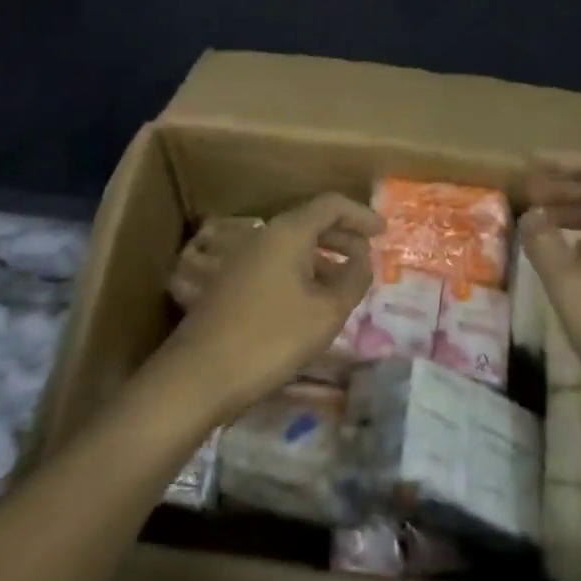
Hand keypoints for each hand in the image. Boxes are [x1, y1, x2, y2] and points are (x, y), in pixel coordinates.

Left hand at [152, 194, 378, 421]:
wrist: (197, 375)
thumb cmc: (270, 338)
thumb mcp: (326, 312)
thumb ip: (353, 280)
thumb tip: (364, 260)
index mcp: (289, 231)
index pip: (331, 205)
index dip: (360, 215)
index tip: (383, 231)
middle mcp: (265, 235)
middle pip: (311, 221)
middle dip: (344, 235)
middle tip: (369, 255)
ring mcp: (244, 257)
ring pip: (293, 244)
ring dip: (323, 255)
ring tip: (346, 280)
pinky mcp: (232, 282)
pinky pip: (277, 262)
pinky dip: (302, 270)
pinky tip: (312, 299)